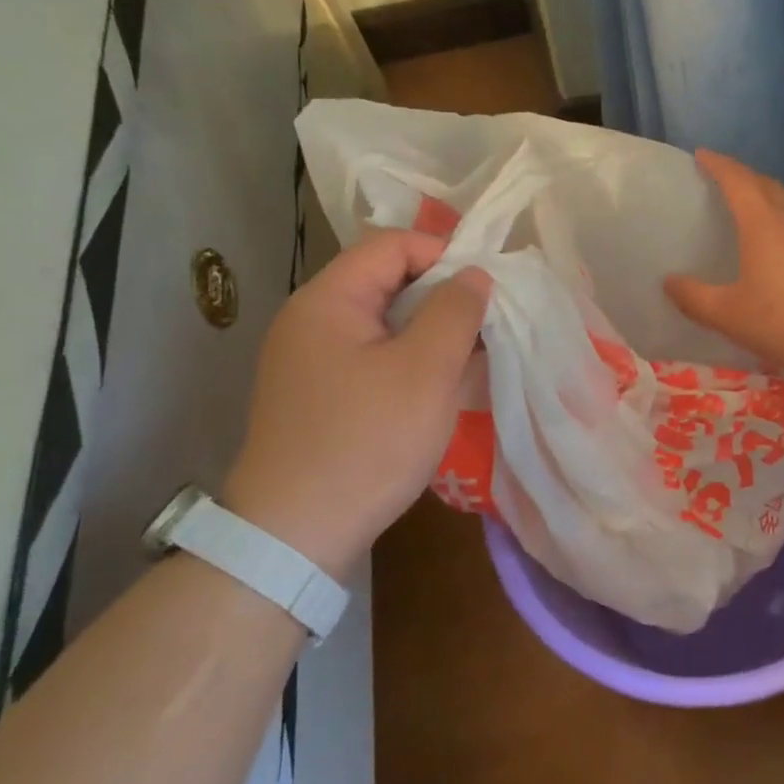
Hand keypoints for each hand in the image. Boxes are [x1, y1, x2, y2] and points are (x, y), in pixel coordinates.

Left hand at [223, 230, 489, 575]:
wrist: (295, 537)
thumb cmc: (367, 442)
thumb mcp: (425, 371)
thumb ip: (455, 311)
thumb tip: (474, 274)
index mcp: (328, 300)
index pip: (393, 246)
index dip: (445, 255)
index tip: (488, 288)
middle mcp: (311, 321)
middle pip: (387, 282)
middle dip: (443, 297)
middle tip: (487, 325)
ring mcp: (311, 361)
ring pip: (384, 324)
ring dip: (431, 333)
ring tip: (473, 358)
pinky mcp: (319, 396)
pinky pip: (373, 359)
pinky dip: (410, 362)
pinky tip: (440, 388)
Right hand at [664, 150, 783, 385]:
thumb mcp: (731, 316)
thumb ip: (695, 298)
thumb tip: (669, 282)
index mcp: (764, 221)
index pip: (736, 179)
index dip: (717, 164)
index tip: (701, 155)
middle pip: (765, 184)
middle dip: (741, 176)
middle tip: (721, 181)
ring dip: (766, 195)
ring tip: (750, 207)